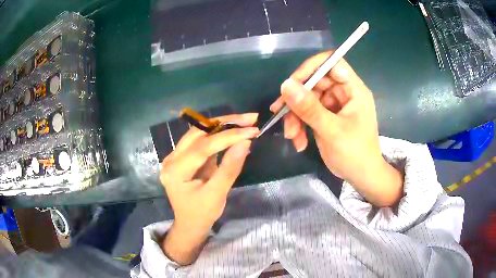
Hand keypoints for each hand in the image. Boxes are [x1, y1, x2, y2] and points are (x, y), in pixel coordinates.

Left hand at [160, 113, 258, 264]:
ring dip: (222, 125)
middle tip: (250, 119)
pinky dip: (218, 135)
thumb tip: (245, 142)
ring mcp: (175, 156)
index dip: (228, 136)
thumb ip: (230, 168)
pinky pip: (201, 140)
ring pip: (199, 132)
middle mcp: (171, 159)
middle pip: (198, 132)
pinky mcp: (183, 157)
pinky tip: (233, 131)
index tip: (251, 130)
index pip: (203, 146)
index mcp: (175, 171)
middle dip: (225, 123)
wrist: (190, 224)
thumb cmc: (202, 213)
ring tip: (244, 122)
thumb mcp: (217, 194)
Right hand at [271, 52, 402, 206]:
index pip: (332, 63)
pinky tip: (299, 141)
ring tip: (292, 136)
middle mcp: (343, 93)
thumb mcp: (332, 131)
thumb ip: (309, 108)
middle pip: (315, 82)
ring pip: (307, 99)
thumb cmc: (355, 154)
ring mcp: (334, 105)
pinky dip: (300, 125)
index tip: (292, 83)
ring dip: (295, 116)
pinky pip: (307, 113)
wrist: (361, 177)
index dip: (312, 67)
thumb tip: (285, 85)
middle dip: (297, 100)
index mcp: (353, 90)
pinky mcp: (326, 116)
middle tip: (281, 114)